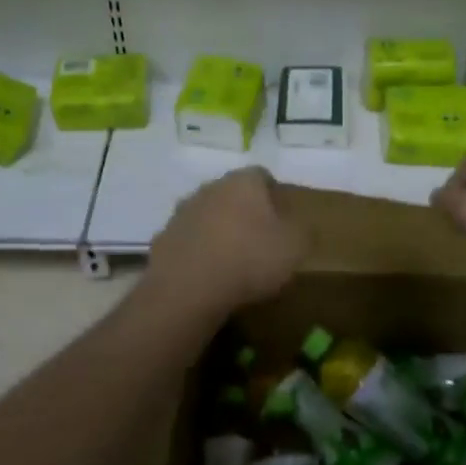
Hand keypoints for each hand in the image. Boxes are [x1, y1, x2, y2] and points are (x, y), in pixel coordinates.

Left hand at [148, 167, 309, 317]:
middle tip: (260, 240)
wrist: (188, 288)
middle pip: (233, 194)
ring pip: (209, 215)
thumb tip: (298, 227)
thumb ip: (302, 231)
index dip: (275, 196)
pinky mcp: (163, 239)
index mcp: (243, 182)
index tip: (283, 220)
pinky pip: (189, 241)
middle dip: (246, 212)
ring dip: (219, 231)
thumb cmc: (250, 259)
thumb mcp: (296, 247)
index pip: (263, 176)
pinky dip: (199, 252)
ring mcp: (182, 212)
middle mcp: (210, 187)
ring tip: (233, 261)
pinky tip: (208, 276)